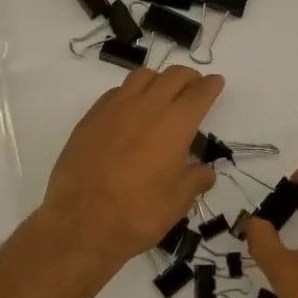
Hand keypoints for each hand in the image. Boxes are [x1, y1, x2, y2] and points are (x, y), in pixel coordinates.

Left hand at [39, 66, 222, 268]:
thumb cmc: (139, 213)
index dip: (211, 85)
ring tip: (162, 95)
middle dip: (188, 77)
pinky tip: (130, 112)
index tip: (216, 83)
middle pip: (173, 76)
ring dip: (158, 80)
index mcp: (175, 123)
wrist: (81, 222)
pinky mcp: (91, 117)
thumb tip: (205, 171)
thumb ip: (195, 180)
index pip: (199, 92)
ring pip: (142, 76)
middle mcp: (146, 106)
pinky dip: (131, 94)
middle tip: (194, 87)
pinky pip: (116, 92)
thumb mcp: (178, 201)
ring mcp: (115, 108)